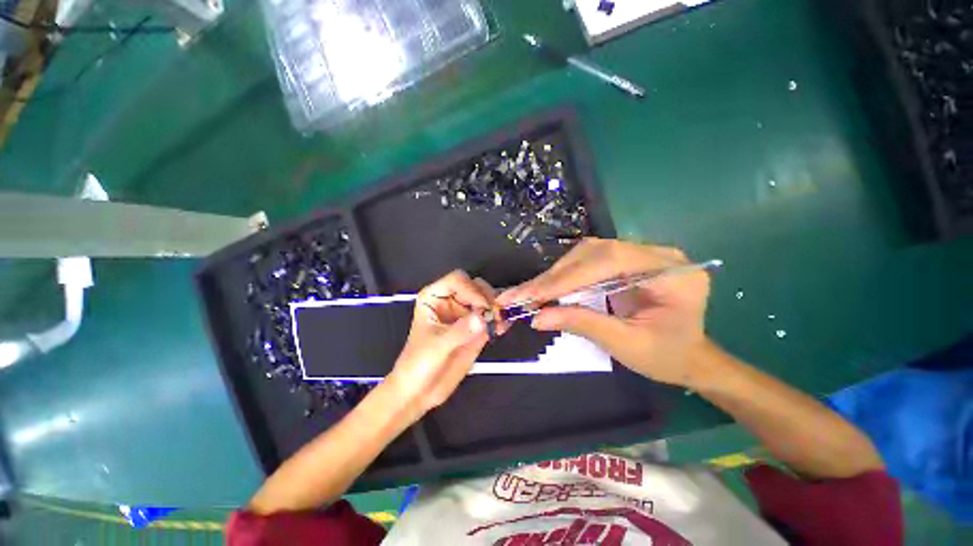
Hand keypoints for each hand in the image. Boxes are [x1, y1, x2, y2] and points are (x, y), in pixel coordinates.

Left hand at [386, 270, 494, 413]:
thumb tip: (482, 318)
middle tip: (495, 313)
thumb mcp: (436, 346)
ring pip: (488, 300)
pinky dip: (501, 320)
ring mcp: (465, 314)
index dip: (471, 290)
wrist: (420, 391)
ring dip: (498, 307)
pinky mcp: (476, 328)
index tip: (482, 307)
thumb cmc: (417, 364)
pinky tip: (503, 327)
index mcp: (435, 296)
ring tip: (501, 321)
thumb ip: (459, 331)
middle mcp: (452, 301)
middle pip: (476, 286)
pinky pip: (493, 318)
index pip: (458, 280)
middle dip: (488, 297)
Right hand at [497, 238, 711, 386]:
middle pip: (594, 252)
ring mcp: (640, 254)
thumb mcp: (625, 345)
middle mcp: (656, 254)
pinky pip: (588, 261)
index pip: (608, 261)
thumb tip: (537, 318)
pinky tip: (547, 289)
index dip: (565, 278)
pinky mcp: (626, 261)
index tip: (531, 295)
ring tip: (529, 293)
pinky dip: (564, 276)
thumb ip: (582, 324)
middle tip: (521, 295)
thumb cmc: (667, 357)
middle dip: (554, 276)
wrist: (690, 357)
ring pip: (587, 253)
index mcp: (671, 273)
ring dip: (555, 274)